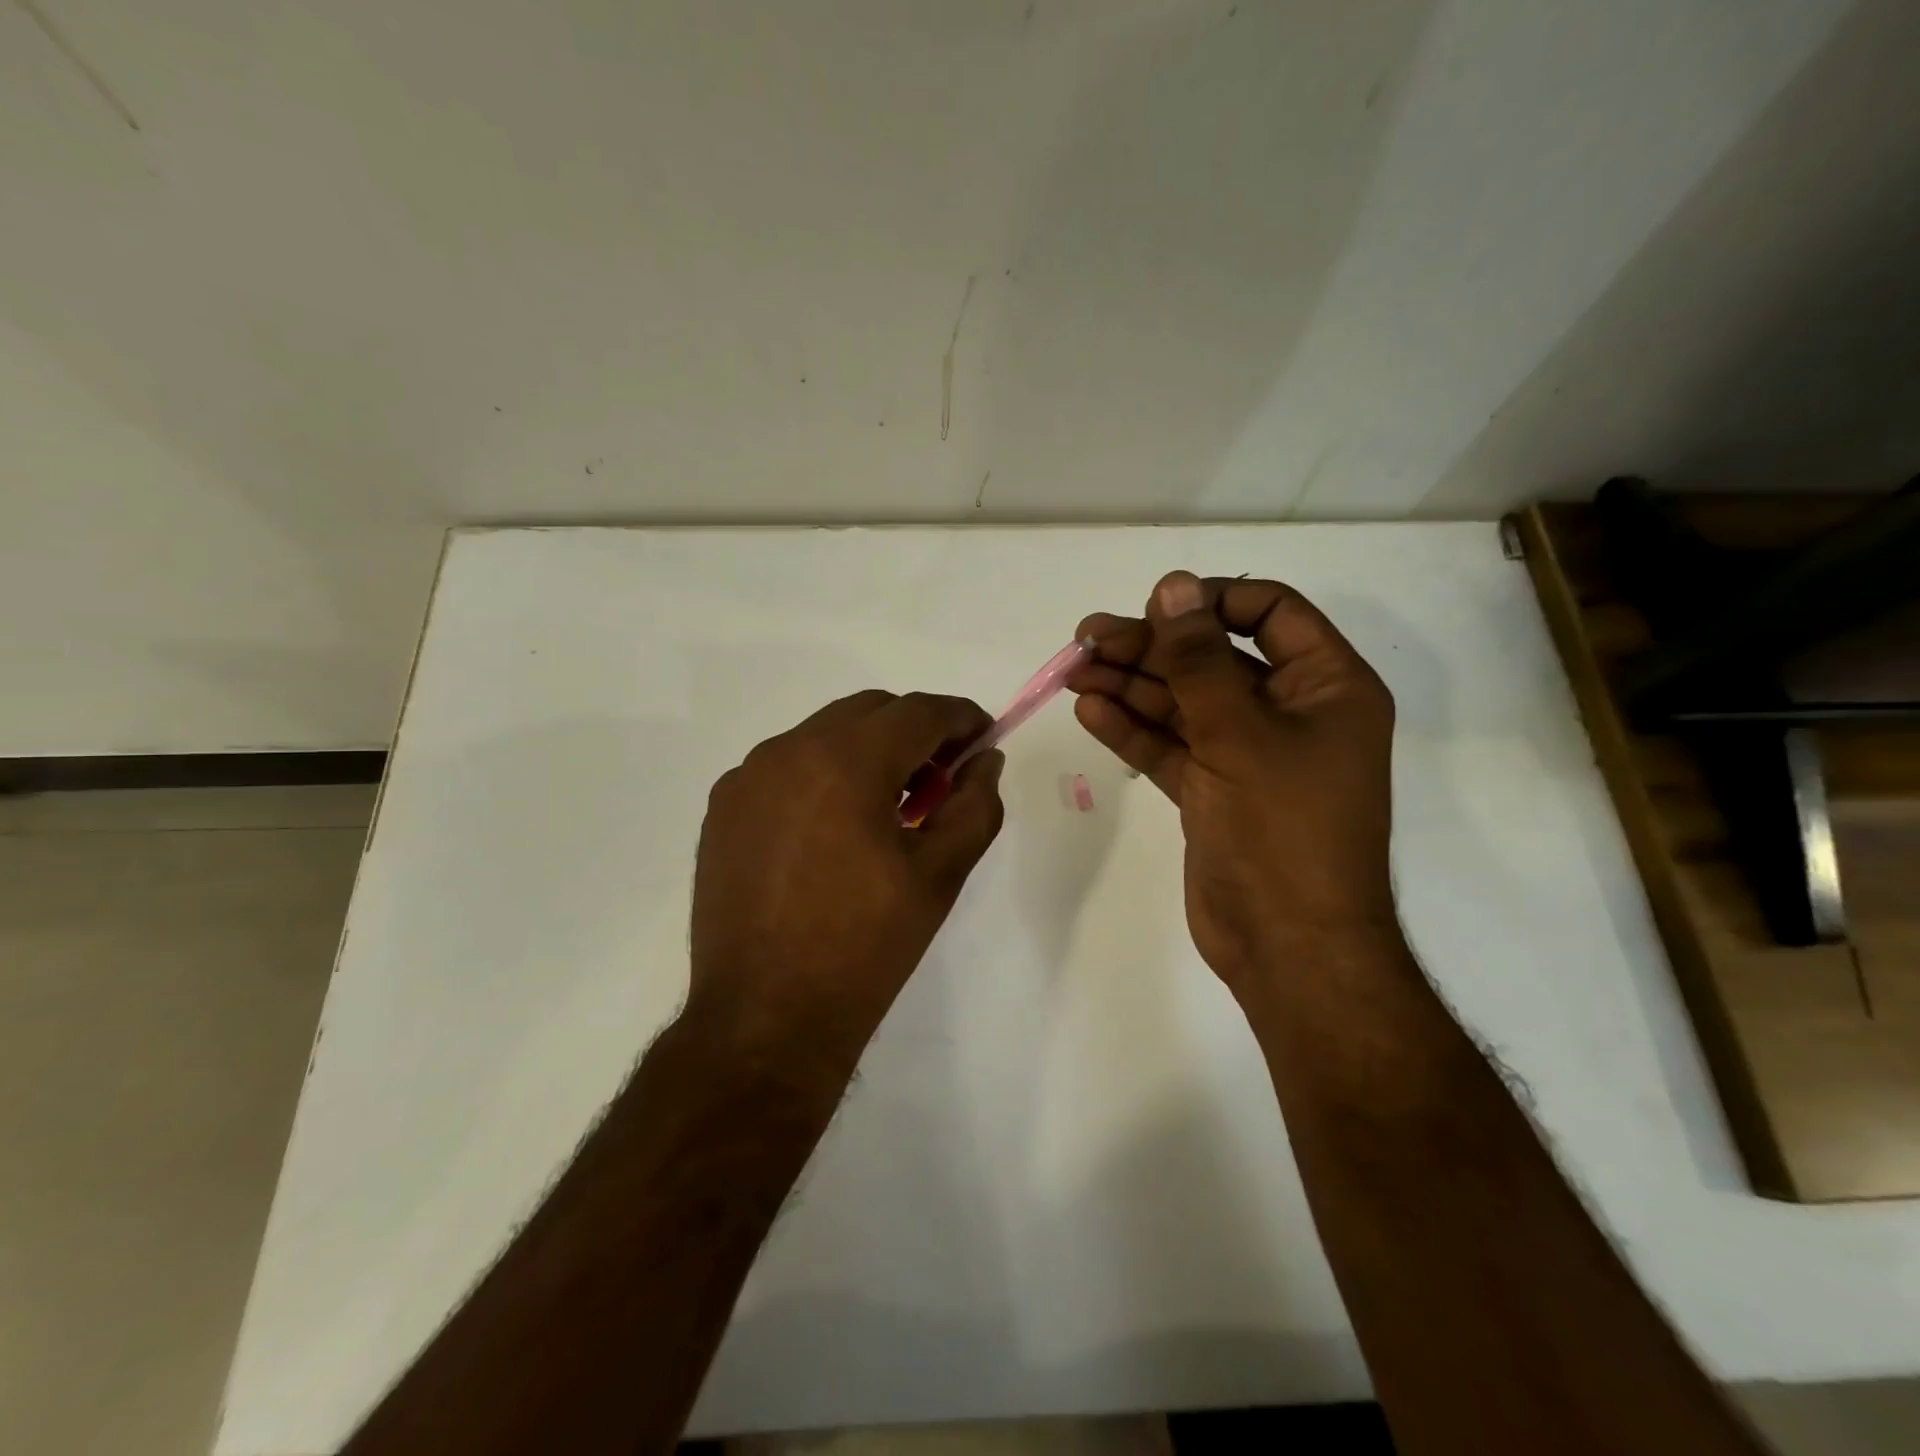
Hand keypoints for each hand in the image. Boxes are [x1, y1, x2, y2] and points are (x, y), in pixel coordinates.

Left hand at [689, 691, 1005, 1066]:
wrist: (765, 1018)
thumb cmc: (866, 946)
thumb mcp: (940, 874)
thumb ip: (975, 804)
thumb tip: (985, 760)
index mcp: (847, 761)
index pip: (919, 711)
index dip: (961, 718)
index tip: (982, 739)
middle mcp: (789, 750)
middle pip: (870, 711)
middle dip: (915, 732)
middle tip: (939, 780)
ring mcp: (747, 777)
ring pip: (825, 733)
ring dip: (867, 751)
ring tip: (887, 809)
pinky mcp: (723, 807)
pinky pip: (786, 765)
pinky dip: (823, 775)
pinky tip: (833, 830)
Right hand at [1068, 570, 1397, 996]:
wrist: (1288, 946)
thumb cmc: (1281, 829)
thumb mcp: (1238, 732)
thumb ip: (1199, 659)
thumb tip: (1173, 585)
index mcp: (1326, 686)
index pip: (1269, 613)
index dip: (1210, 602)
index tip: (1154, 607)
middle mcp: (1290, 712)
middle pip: (1213, 659)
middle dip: (1151, 648)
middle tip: (1086, 640)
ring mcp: (1248, 754)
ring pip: (1184, 703)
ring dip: (1131, 686)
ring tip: (1074, 671)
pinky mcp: (1214, 791)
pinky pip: (1171, 747)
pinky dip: (1133, 729)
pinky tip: (1090, 710)